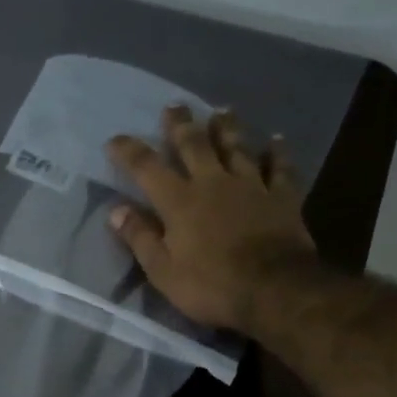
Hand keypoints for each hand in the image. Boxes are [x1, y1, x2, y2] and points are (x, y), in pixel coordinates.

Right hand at [106, 106, 316, 334]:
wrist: (275, 290)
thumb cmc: (211, 285)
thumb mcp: (162, 271)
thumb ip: (140, 237)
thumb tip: (116, 211)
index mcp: (179, 201)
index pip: (147, 167)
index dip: (129, 151)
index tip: (115, 139)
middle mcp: (212, 183)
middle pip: (194, 145)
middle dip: (181, 125)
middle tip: (174, 106)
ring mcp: (250, 186)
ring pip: (236, 147)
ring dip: (227, 128)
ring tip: (222, 111)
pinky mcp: (281, 197)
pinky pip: (279, 167)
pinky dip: (277, 152)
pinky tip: (276, 139)